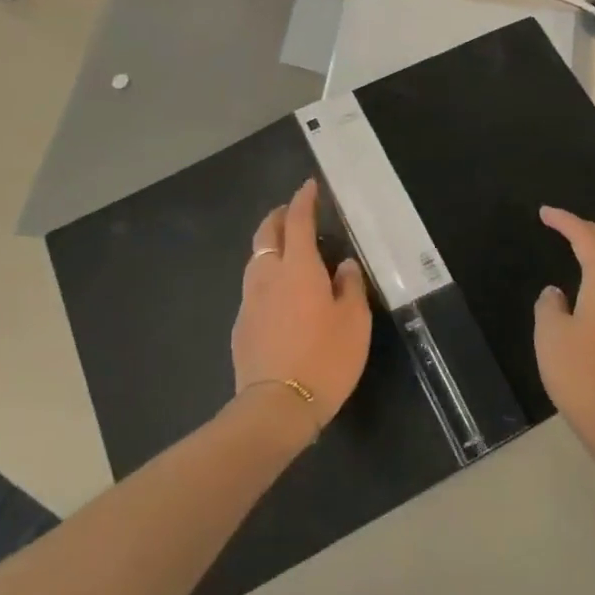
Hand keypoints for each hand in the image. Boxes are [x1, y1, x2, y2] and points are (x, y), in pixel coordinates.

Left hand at [232, 180, 371, 435]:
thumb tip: (344, 265)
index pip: (297, 221)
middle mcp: (268, 276)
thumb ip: (351, 287)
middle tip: (291, 211)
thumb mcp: (354, 322)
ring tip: (285, 249)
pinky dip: (265, 276)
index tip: (309, 186)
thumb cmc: (325, 359)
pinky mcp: (241, 326)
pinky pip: (253, 287)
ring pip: (255, 259)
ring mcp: (249, 301)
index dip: (303, 200)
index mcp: (298, 268)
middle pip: (266, 234)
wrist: (276, 407)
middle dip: (278, 216)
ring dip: (269, 245)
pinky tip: (278, 293)